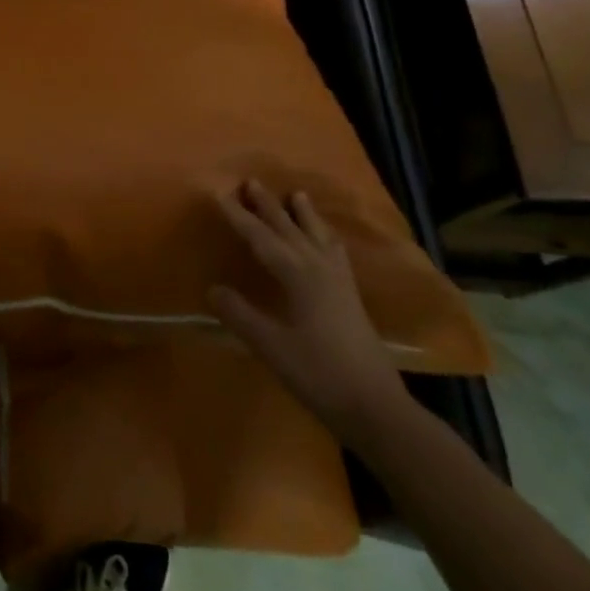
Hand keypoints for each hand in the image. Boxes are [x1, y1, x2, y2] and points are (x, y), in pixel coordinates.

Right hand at [208, 180, 408, 447]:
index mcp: (298, 276)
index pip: (261, 238)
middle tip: (252, 182)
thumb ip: (240, 315)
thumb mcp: (270, 346)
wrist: (376, 408)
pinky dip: (326, 237)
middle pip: (290, 229)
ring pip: (317, 237)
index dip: (238, 217)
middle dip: (269, 206)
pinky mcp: (351, 297)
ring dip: (304, 215)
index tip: (219, 194)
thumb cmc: (318, 374)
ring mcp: (340, 282)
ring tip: (297, 194)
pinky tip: (328, 239)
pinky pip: (336, 253)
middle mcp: (319, 269)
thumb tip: (213, 288)